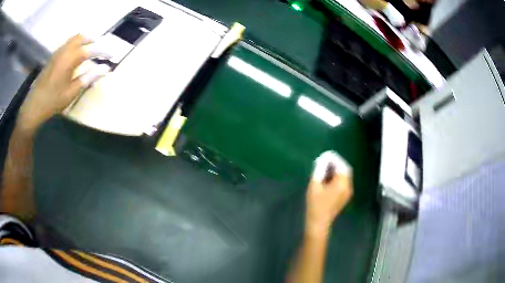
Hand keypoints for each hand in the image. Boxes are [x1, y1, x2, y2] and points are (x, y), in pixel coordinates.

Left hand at [18, 34, 109, 133]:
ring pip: (73, 39)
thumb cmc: (53, 101)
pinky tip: (76, 54)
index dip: (103, 50)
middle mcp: (64, 51)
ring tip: (91, 48)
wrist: (33, 106)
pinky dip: (76, 44)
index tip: (112, 54)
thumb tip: (105, 68)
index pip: (91, 49)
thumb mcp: (72, 92)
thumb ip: (88, 77)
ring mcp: (57, 53)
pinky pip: (67, 44)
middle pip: (82, 37)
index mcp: (70, 58)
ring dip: (84, 40)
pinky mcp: (53, 58)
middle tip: (101, 46)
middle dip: (93, 39)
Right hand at [305, 151, 352, 237]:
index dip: (334, 159)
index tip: (324, 156)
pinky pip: (343, 183)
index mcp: (342, 183)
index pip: (342, 166)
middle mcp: (348, 187)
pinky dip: (336, 178)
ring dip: (335, 171)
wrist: (319, 223)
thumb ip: (320, 170)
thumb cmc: (315, 204)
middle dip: (335, 164)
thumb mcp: (315, 185)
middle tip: (323, 162)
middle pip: (345, 170)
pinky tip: (326, 180)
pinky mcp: (344, 197)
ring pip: (344, 177)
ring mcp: (347, 193)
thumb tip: (323, 160)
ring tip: (323, 170)